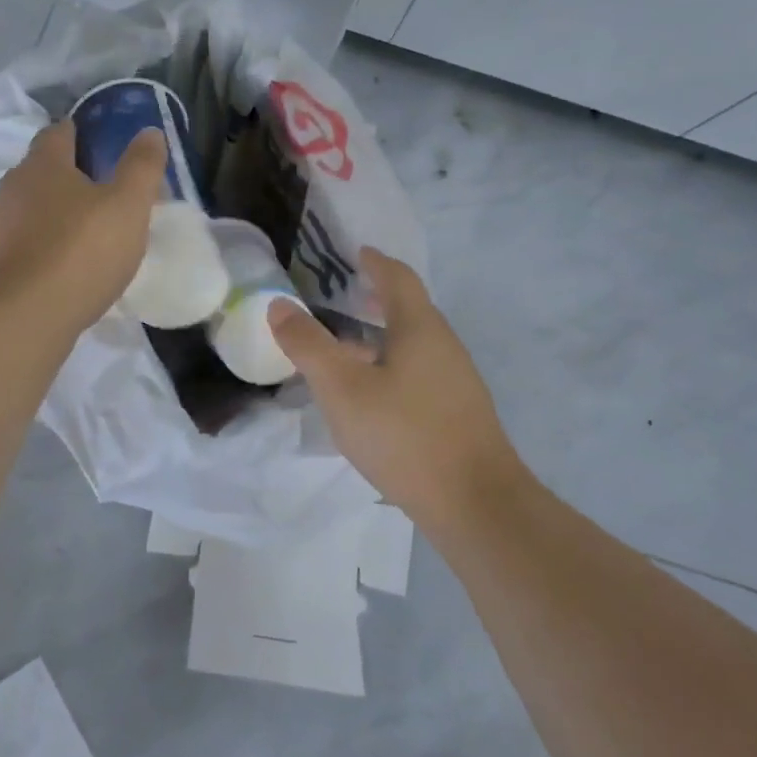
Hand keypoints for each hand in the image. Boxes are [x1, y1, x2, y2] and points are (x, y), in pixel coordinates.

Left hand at [0, 121, 167, 331]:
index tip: (97, 142)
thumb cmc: (81, 251)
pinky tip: (60, 268)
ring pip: (28, 209)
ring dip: (52, 215)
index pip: (58, 133)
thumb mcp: (128, 206)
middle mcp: (12, 187)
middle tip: (100, 192)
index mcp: (44, 165)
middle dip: (66, 176)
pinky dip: (40, 248)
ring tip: (83, 233)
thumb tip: (150, 132)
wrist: (24, 317)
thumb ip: (141, 167)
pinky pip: (21, 245)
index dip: (78, 133)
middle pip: (40, 171)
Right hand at [269, 249, 522, 522]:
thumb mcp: (342, 389)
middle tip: (345, 296)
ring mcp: (456, 381)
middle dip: (377, 299)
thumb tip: (280, 305)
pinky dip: (392, 366)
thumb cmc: (404, 435)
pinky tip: (372, 395)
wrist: (475, 503)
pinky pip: (419, 372)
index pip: (398, 278)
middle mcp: (444, 345)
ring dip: (382, 337)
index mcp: (420, 328)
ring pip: (414, 345)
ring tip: (347, 349)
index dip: (376, 262)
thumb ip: (309, 346)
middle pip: (410, 310)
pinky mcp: (458, 412)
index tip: (358, 252)